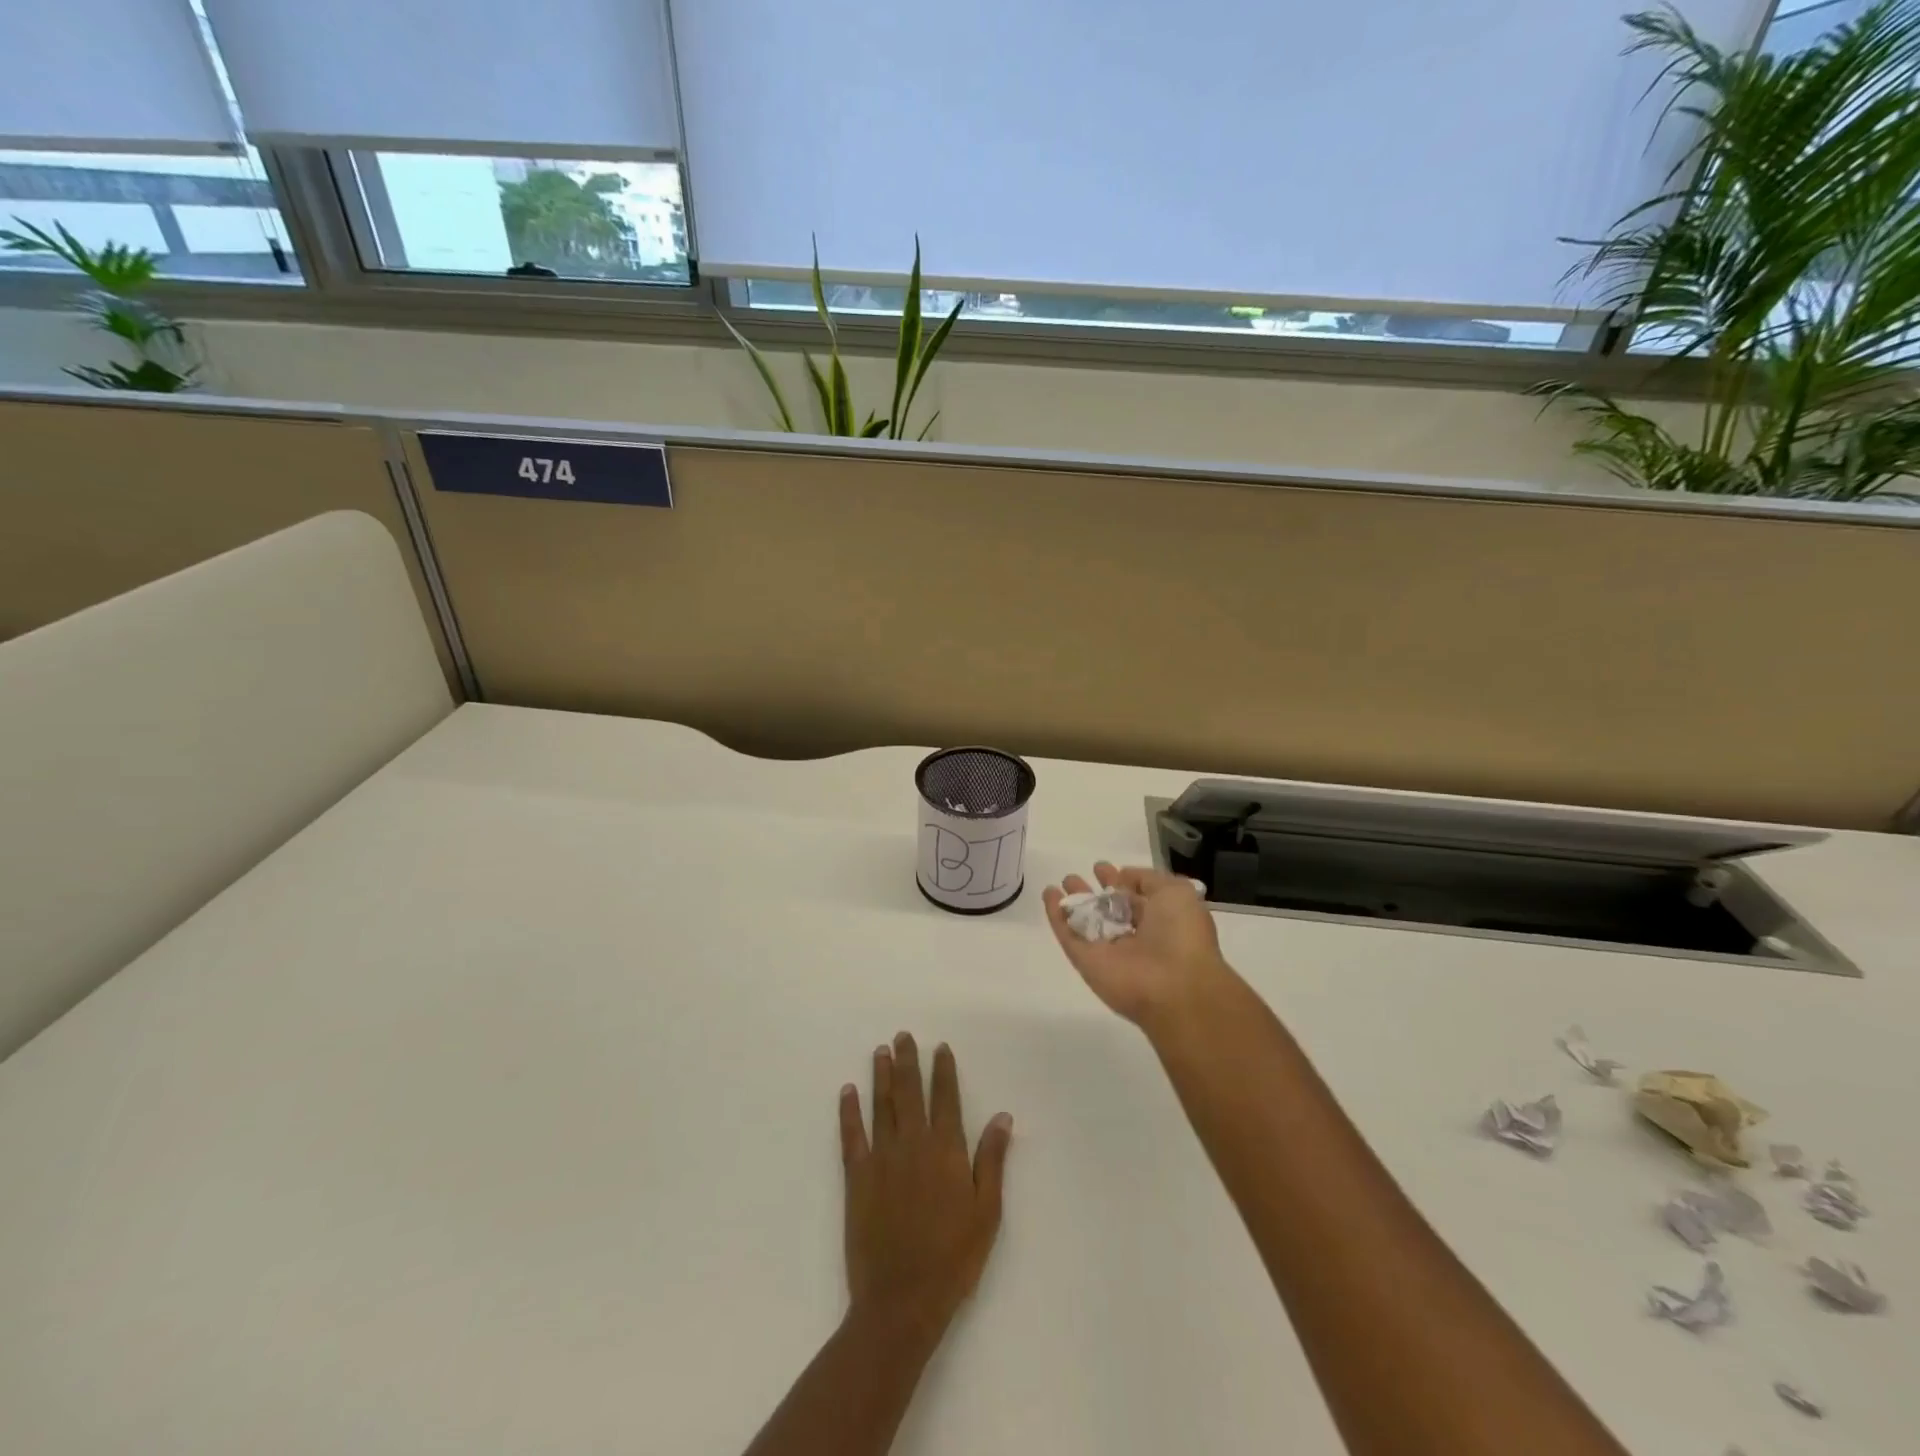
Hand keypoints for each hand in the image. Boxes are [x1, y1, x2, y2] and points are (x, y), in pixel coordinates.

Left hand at [839, 1033, 1012, 1341]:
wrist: (902, 1299)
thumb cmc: (953, 1258)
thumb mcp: (987, 1212)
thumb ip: (992, 1160)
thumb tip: (1003, 1117)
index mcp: (946, 1150)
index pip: (946, 1098)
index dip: (943, 1071)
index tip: (940, 1047)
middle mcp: (913, 1143)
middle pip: (910, 1092)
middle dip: (908, 1061)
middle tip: (903, 1036)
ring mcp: (882, 1157)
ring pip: (882, 1105)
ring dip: (882, 1076)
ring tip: (881, 1051)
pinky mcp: (857, 1177)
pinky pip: (852, 1135)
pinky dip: (849, 1111)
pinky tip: (847, 1091)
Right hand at [1043, 862, 1233, 1026]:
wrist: (1174, 986)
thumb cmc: (1181, 935)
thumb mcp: (1176, 893)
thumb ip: (1148, 879)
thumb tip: (1123, 876)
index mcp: (1160, 920)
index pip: (1134, 898)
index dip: (1119, 881)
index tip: (1102, 868)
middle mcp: (1133, 936)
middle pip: (1107, 911)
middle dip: (1094, 892)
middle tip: (1075, 877)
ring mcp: (1108, 950)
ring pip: (1085, 922)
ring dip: (1073, 902)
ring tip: (1061, 882)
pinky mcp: (1085, 961)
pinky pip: (1068, 935)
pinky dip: (1056, 915)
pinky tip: (1048, 895)